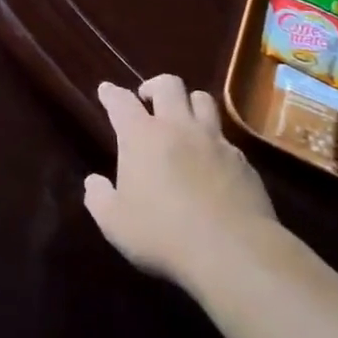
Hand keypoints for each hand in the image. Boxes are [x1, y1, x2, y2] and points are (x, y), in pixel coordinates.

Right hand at [84, 75, 279, 289]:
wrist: (233, 252)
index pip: (121, 101)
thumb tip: (94, 182)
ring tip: (182, 118)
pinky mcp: (243, 161)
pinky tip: (211, 160)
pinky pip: (226, 137)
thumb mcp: (115, 223)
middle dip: (154, 86)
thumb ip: (99, 198)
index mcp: (141, 136)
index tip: (106, 90)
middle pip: (168, 85)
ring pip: (203, 99)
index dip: (111, 93)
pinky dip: (214, 140)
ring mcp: (214, 141)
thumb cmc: (163, 234)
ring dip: (189, 102)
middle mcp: (178, 127)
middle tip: (147, 99)